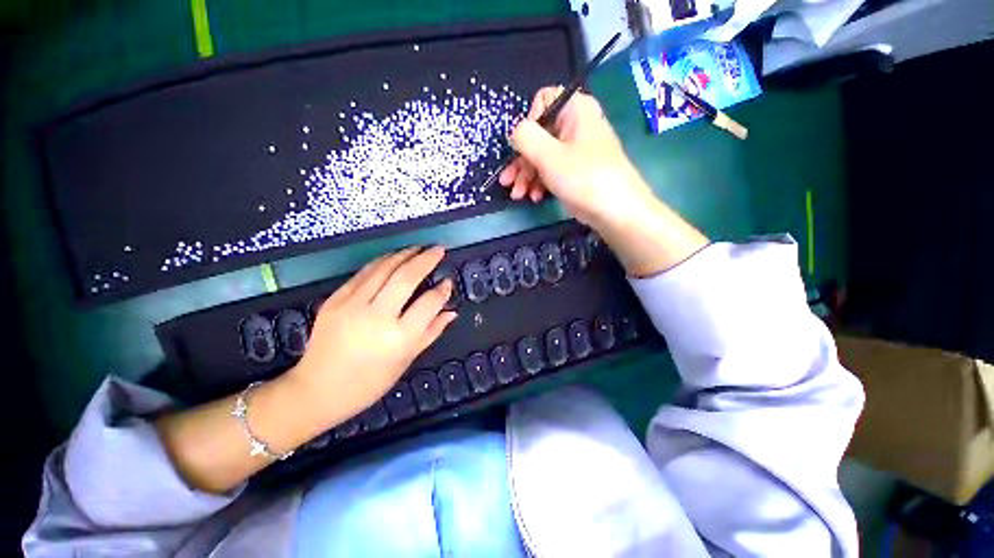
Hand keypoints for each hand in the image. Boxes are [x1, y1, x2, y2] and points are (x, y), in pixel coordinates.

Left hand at [287, 246, 456, 425]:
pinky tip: (393, 257)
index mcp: (399, 338)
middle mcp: (377, 317)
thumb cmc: (369, 382)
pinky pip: (363, 273)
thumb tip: (451, 311)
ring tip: (419, 248)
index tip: (448, 282)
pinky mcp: (335, 299)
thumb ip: (431, 332)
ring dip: (404, 254)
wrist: (317, 390)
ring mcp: (352, 305)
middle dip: (426, 259)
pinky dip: (382, 261)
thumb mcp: (406, 360)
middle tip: (438, 249)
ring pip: (384, 269)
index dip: (442, 290)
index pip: (429, 303)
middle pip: (406, 278)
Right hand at [501, 86, 708, 276]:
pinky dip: (541, 182)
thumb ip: (525, 137)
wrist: (615, 211)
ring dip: (527, 176)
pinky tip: (534, 197)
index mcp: (574, 109)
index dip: (527, 126)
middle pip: (539, 135)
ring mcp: (576, 149)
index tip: (520, 150)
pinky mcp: (576, 170)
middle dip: (521, 161)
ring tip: (518, 195)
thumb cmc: (583, 178)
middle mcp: (576, 124)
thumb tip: (515, 132)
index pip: (542, 102)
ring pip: (543, 156)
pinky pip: (552, 169)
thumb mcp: (548, 156)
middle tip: (507, 182)